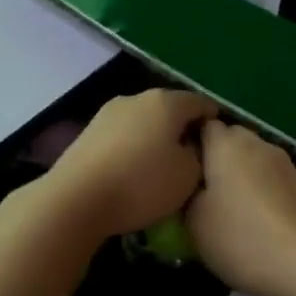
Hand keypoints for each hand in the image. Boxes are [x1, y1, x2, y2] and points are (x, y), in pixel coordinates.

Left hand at [39, 89, 217, 239]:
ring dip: (155, 138)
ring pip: (143, 121)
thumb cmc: (141, 184)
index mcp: (165, 101)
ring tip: (161, 168)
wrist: (77, 198)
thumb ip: (198, 154)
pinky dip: (133, 148)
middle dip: (182, 129)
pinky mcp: (88, 131)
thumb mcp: (188, 175)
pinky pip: (122, 135)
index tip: (219, 145)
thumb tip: (189, 144)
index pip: (200, 102)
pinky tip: (133, 171)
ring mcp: (107, 112)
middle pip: (169, 109)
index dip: (213, 121)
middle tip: (192, 159)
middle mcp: (135, 98)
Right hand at [186, 122, 295, 295]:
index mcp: (226, 142)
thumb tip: (189, 186)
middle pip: (229, 138)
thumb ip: (184, 194)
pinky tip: (252, 219)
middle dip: (213, 157)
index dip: (187, 142)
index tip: (176, 168)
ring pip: (251, 158)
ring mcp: (283, 163)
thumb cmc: (240, 238)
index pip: (201, 123)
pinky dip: (258, 190)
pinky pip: (269, 178)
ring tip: (224, 207)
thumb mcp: (192, 221)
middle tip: (197, 189)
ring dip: (238, 174)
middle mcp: (256, 143)